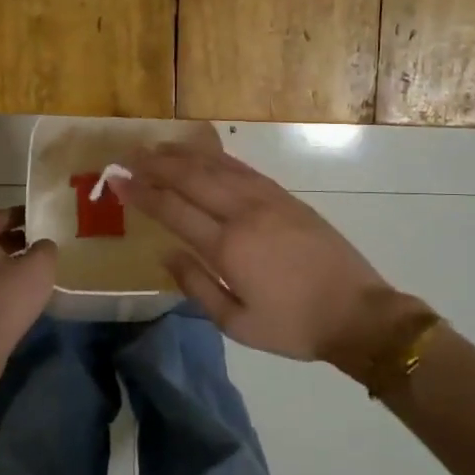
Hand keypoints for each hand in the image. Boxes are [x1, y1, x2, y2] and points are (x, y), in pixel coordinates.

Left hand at [0, 207, 57, 375]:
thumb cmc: (5, 298)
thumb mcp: (38, 268)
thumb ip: (44, 248)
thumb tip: (41, 245)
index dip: (19, 216)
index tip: (37, 220)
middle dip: (10, 239)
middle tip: (35, 244)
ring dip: (0, 261)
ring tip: (26, 269)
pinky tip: (10, 291)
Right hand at [117, 144, 424, 375]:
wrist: (357, 312)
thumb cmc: (293, 327)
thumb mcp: (238, 324)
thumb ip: (197, 287)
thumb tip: (166, 254)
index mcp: (229, 247)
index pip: (174, 210)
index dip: (142, 193)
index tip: (117, 180)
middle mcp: (245, 213)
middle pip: (192, 178)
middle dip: (157, 165)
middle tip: (129, 155)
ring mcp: (268, 200)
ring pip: (218, 167)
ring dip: (184, 155)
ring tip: (157, 147)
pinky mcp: (286, 198)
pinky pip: (244, 169)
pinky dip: (217, 158)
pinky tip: (204, 154)